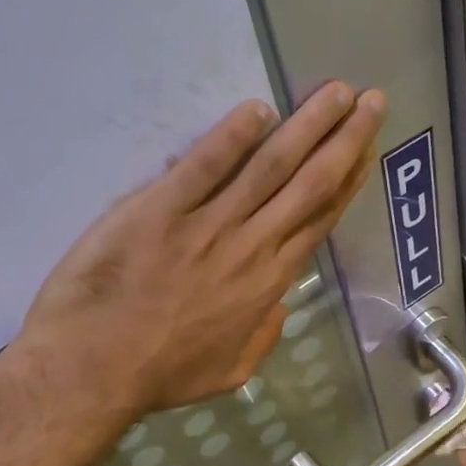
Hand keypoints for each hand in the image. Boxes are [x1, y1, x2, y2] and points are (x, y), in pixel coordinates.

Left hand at [16, 82, 386, 415]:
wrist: (93, 370)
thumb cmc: (160, 374)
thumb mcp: (230, 370)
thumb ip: (263, 336)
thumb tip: (280, 306)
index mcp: (268, 282)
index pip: (318, 220)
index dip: (348, 181)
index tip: (367, 151)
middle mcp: (251, 245)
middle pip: (308, 184)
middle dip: (345, 140)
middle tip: (371, 100)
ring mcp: (207, 224)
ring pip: (270, 166)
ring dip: (307, 126)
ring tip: (334, 92)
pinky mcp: (160, 208)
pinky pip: (204, 165)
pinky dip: (232, 136)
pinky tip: (257, 109)